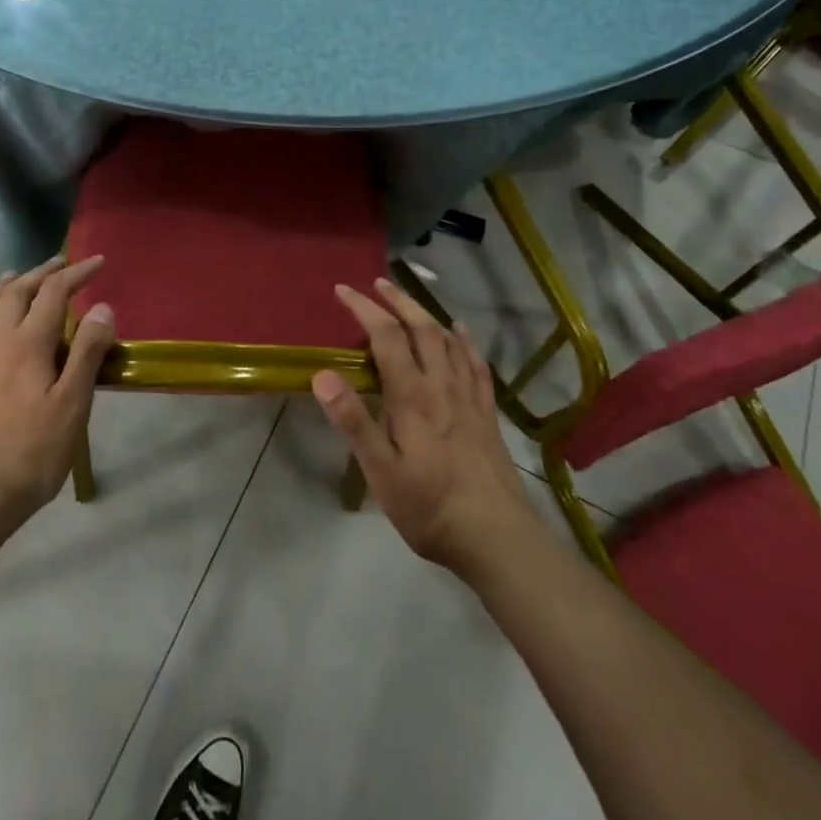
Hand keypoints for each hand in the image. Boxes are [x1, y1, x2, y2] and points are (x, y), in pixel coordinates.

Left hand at [0, 256, 115, 524]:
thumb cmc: (35, 450)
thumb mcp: (74, 403)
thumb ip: (86, 351)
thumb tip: (101, 307)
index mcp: (29, 344)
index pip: (54, 293)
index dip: (76, 273)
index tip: (98, 262)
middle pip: (17, 293)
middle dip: (40, 273)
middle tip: (60, 264)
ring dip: (2, 287)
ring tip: (14, 277)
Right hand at [314, 278, 541, 578]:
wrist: (497, 536)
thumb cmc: (430, 507)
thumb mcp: (381, 472)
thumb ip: (354, 422)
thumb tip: (323, 376)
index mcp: (412, 395)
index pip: (386, 336)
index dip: (364, 308)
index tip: (343, 290)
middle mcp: (442, 385)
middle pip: (421, 327)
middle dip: (397, 300)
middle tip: (377, 283)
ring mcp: (469, 397)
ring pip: (448, 340)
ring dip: (426, 313)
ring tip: (410, 300)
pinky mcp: (486, 413)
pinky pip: (476, 364)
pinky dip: (464, 341)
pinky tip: (460, 332)